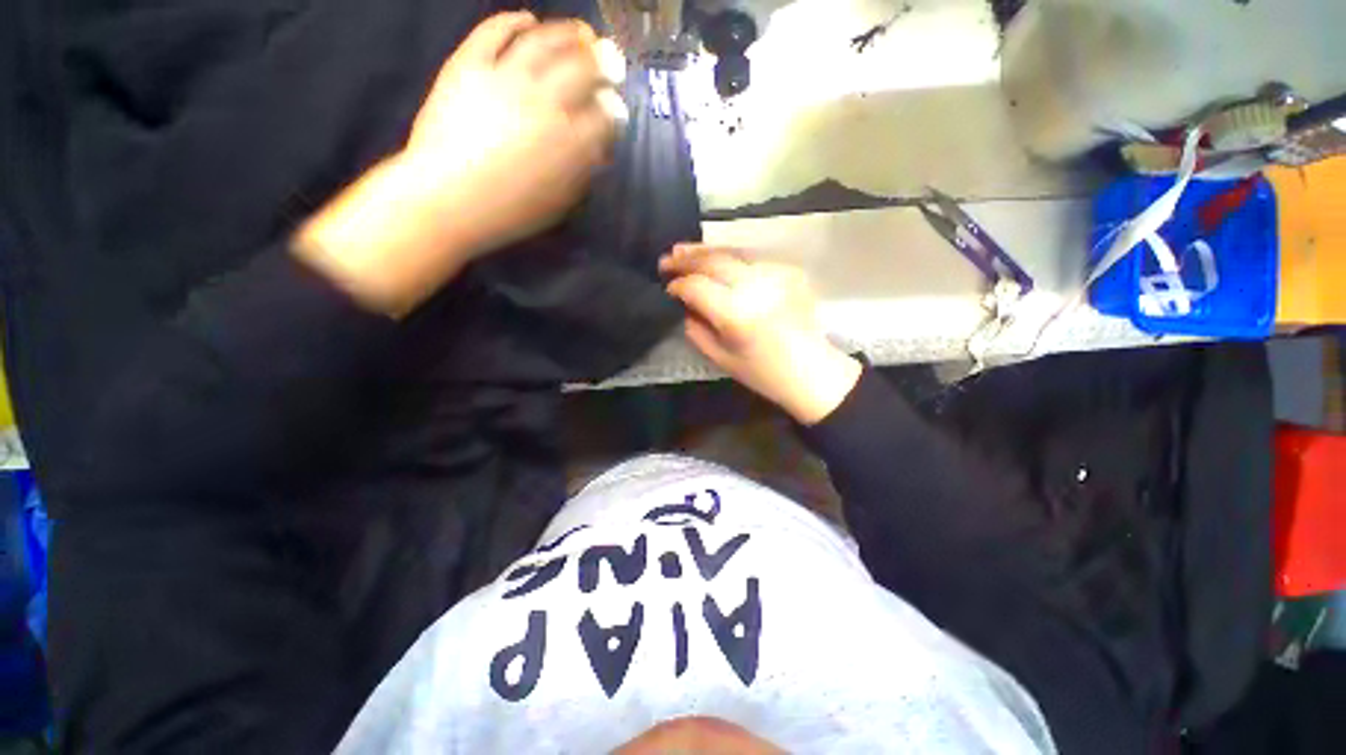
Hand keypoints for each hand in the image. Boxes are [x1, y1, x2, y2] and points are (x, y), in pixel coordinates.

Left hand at [295, 12, 625, 315]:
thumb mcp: (558, 202)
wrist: (448, 200)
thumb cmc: (510, 212)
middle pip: (583, 69)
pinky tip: (527, 19)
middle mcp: (545, 101)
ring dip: (567, 33)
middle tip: (611, 60)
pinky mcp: (469, 65)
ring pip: (544, 41)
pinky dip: (513, 21)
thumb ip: (581, 172)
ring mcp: (506, 77)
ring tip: (580, 32)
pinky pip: (493, 32)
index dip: (614, 110)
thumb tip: (596, 150)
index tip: (616, 110)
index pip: (604, 115)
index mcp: (570, 141)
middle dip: (603, 64)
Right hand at [660, 245, 862, 424]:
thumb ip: (696, 330)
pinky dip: (731, 260)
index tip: (667, 288)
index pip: (697, 286)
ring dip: (706, 251)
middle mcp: (756, 286)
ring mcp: (775, 274)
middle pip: (714, 261)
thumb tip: (684, 305)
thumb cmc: (764, 373)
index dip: (678, 285)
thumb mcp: (721, 359)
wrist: (813, 371)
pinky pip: (752, 259)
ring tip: (684, 251)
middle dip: (686, 258)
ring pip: (733, 252)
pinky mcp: (789, 270)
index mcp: (737, 313)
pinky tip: (719, 264)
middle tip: (666, 259)